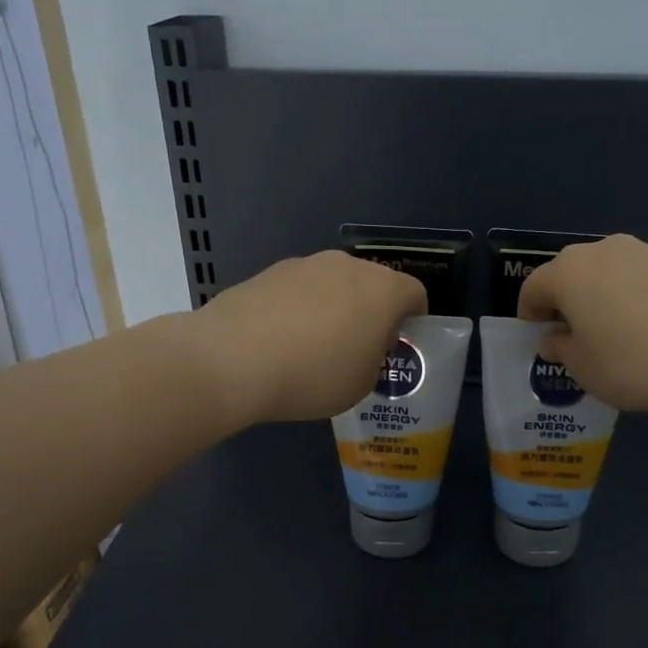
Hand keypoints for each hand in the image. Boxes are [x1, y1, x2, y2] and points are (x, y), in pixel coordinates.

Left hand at [192, 251, 426, 424]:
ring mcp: (305, 264)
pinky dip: (299, 310)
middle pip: (373, 285)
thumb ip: (374, 357)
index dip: (413, 320)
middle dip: (372, 312)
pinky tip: (281, 342)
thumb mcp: (361, 383)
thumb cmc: (313, 375)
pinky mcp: (269, 272)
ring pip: (334, 285)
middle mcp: (347, 266)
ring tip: (313, 348)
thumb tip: (363, 342)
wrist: (232, 359)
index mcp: (382, 289)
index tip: (398, 346)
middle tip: (358, 349)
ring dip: (334, 309)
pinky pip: (299, 291)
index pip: (415, 294)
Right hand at [517, 234, 647, 416]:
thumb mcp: (585, 369)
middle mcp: (604, 250)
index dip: (529, 314)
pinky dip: (638, 300)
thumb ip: (562, 350)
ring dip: (604, 299)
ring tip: (618, 337)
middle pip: (572, 274)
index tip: (538, 339)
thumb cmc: (636, 362)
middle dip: (567, 303)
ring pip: (610, 274)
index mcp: (569, 271)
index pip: (533, 287)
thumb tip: (555, 339)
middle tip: (575, 339)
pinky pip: (644, 280)